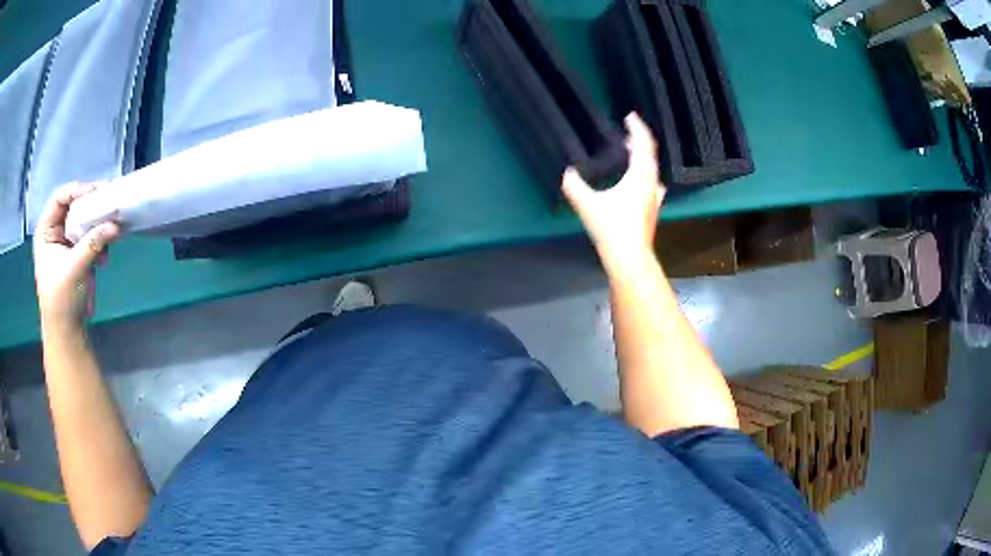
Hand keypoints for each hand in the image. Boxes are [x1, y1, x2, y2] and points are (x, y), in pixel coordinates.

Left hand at [33, 183, 120, 333]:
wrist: (67, 332)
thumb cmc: (62, 301)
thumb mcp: (75, 270)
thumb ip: (93, 244)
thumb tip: (115, 225)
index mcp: (45, 230)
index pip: (60, 198)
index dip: (76, 191)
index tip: (96, 192)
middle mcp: (55, 230)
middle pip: (73, 205)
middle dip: (91, 206)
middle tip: (109, 203)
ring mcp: (66, 240)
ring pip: (84, 219)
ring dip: (98, 224)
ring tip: (109, 232)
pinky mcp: (78, 250)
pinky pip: (90, 234)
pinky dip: (100, 239)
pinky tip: (105, 253)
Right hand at [562, 113, 664, 270]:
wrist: (630, 258)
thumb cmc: (611, 228)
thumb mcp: (588, 204)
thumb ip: (575, 186)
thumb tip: (567, 173)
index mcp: (639, 176)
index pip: (643, 145)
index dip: (637, 128)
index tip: (630, 116)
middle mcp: (651, 184)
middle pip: (650, 156)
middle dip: (639, 141)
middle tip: (627, 133)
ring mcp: (654, 198)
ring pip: (652, 171)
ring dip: (643, 159)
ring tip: (631, 154)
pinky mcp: (651, 210)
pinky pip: (650, 184)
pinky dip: (644, 175)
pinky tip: (638, 184)